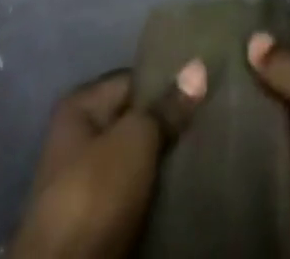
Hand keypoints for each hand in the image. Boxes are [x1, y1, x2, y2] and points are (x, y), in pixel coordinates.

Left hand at [10, 63, 206, 258]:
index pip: (134, 79)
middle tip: (211, 117)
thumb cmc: (95, 192)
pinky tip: (188, 186)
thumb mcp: (136, 139)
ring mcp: (87, 184)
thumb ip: (167, 106)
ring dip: (167, 161)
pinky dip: (158, 192)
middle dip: (170, 124)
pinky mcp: (98, 223)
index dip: (168, 81)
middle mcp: (79, 139)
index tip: (205, 85)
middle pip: (136, 121)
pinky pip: (137, 195)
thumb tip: (198, 66)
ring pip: (139, 161)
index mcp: (80, 107)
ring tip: (205, 149)